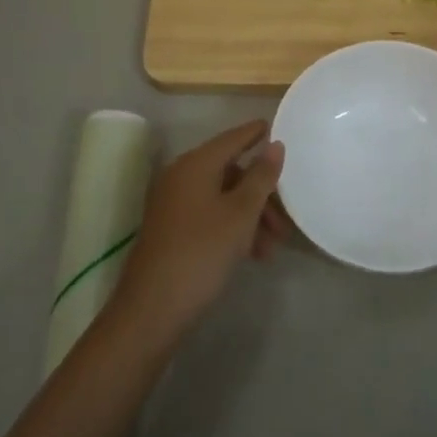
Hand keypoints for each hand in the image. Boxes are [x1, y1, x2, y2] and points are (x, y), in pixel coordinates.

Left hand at [113, 120, 285, 340]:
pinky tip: (251, 254)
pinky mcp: (171, 229)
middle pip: (230, 172)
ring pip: (222, 197)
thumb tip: (274, 144)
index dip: (254, 133)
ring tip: (271, 248)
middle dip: (261, 193)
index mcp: (195, 165)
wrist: (152, 309)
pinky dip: (233, 227)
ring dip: (250, 216)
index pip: (232, 139)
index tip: (273, 127)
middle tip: (284, 219)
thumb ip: (261, 177)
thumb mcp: (240, 214)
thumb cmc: (202, 252)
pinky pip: (209, 215)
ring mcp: (173, 204)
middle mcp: (181, 177)